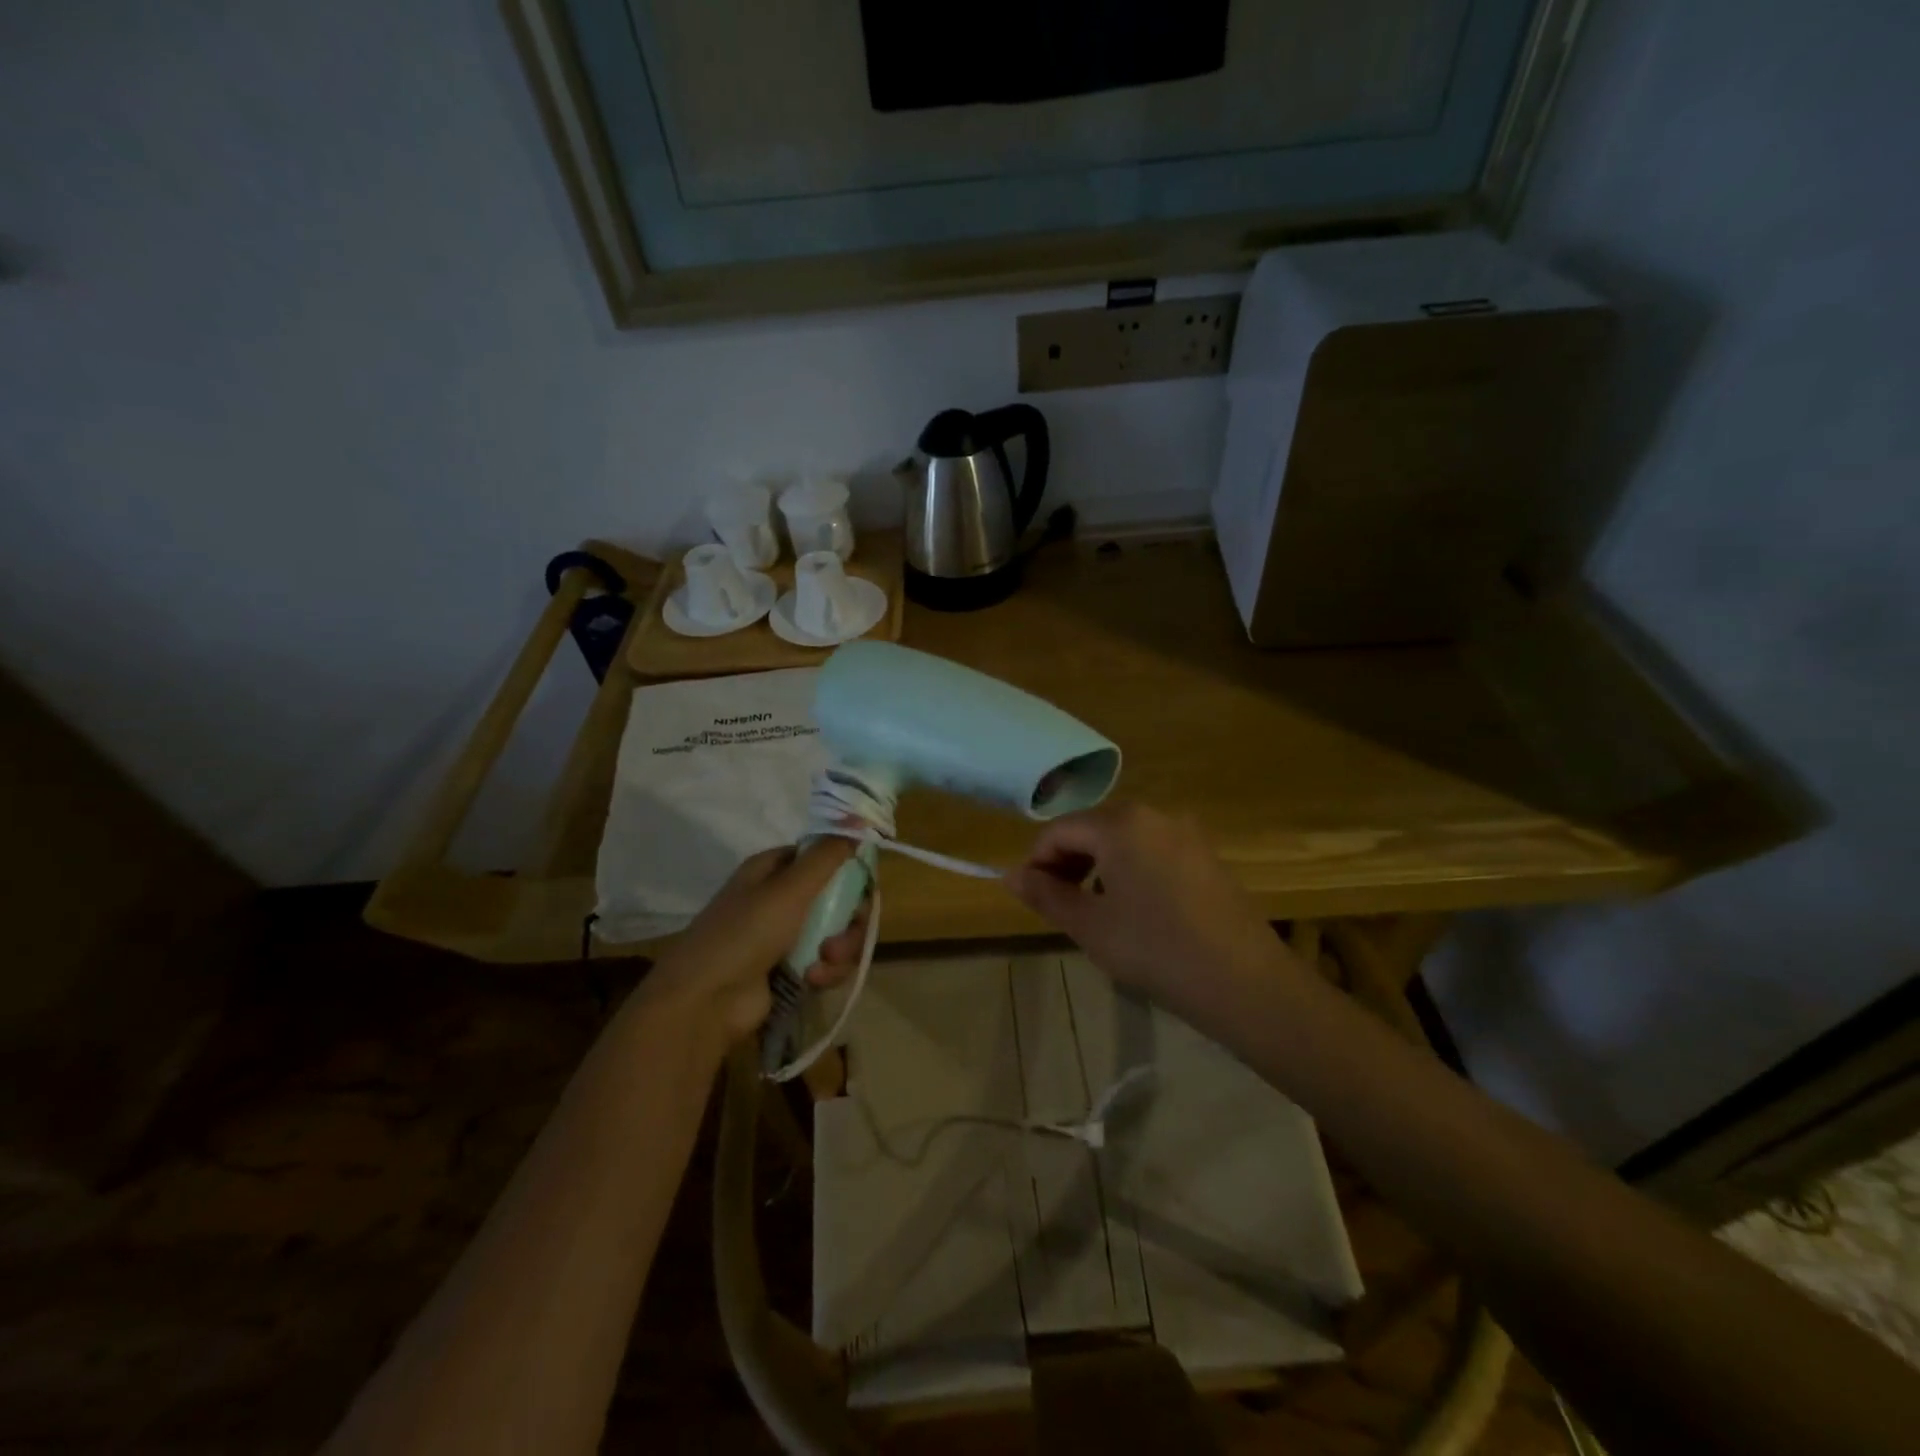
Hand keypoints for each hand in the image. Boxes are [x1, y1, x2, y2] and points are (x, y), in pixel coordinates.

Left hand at [642, 838, 870, 1045]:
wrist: (706, 1001)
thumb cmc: (746, 933)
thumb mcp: (789, 888)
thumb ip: (827, 856)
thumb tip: (856, 824)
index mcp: (774, 869)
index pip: (823, 857)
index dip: (848, 870)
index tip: (864, 888)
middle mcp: (780, 898)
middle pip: (838, 899)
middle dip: (848, 920)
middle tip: (840, 938)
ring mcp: (786, 936)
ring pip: (837, 933)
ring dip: (839, 950)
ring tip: (822, 966)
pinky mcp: (791, 970)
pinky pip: (827, 962)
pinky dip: (826, 972)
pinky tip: (813, 981)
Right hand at [1003, 803, 1300, 1024]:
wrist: (1246, 982)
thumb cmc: (1155, 950)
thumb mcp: (1090, 925)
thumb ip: (1045, 894)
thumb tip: (1009, 875)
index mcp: (1121, 823)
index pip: (1059, 830)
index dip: (1037, 862)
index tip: (1031, 899)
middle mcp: (1154, 815)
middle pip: (1092, 829)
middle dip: (1068, 863)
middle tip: (1060, 907)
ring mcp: (1186, 834)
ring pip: (1123, 841)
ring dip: (1098, 868)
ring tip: (1095, 912)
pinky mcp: (1207, 856)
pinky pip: (1153, 852)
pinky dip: (1131, 872)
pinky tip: (1137, 912)